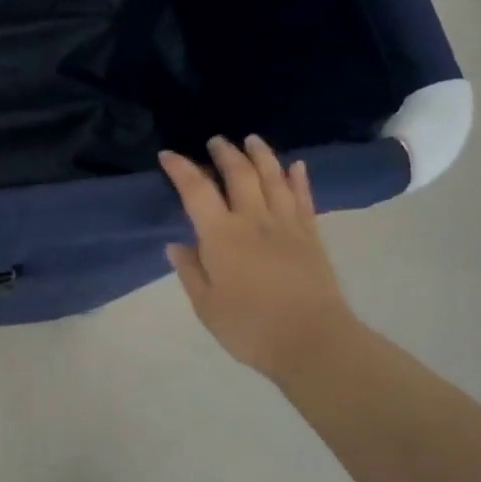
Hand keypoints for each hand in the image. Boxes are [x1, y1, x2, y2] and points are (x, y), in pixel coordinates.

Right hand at [160, 137, 362, 385]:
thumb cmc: (250, 328)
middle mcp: (253, 220)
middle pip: (239, 174)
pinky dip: (299, 179)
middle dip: (225, 153)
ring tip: (252, 140)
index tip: (168, 155)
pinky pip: (304, 199)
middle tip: (216, 141)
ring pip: (273, 178)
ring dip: (261, 155)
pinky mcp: (311, 236)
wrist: (312, 341)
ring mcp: (286, 225)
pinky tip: (296, 166)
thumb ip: (191, 272)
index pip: (196, 190)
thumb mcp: (206, 306)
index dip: (180, 169)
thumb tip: (177, 245)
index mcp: (221, 235)